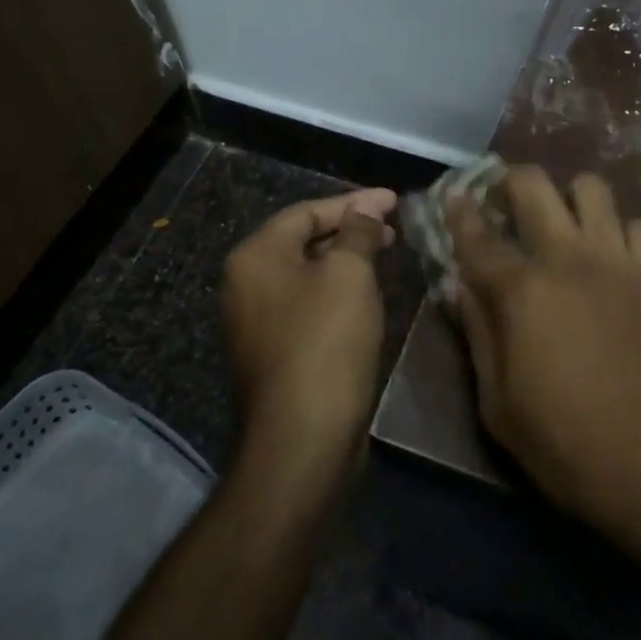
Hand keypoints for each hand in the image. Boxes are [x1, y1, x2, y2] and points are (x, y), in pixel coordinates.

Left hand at [222, 188, 395, 474]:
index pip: (307, 211)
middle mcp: (246, 284)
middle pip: (303, 240)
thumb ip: (358, 232)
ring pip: (307, 274)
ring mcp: (256, 322)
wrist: (303, 438)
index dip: (354, 202)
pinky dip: (337, 290)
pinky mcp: (273, 352)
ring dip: (346, 260)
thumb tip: (366, 210)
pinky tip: (366, 295)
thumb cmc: (325, 342)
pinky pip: (307, 304)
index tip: (394, 200)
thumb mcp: (349, 274)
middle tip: (393, 227)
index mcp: (256, 257)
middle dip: (351, 229)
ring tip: (386, 254)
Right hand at [448, 167, 640, 562]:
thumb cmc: (572, 447)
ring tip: (563, 223)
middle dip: (511, 180)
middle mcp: (569, 258)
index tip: (452, 196)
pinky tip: (615, 257)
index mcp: (523, 291)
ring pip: (593, 189)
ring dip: (571, 197)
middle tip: (504, 199)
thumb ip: (479, 336)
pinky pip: (640, 228)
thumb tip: (462, 289)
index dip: (459, 212)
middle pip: (535, 185)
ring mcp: (619, 262)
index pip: (478, 236)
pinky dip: (622, 232)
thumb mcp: (500, 408)